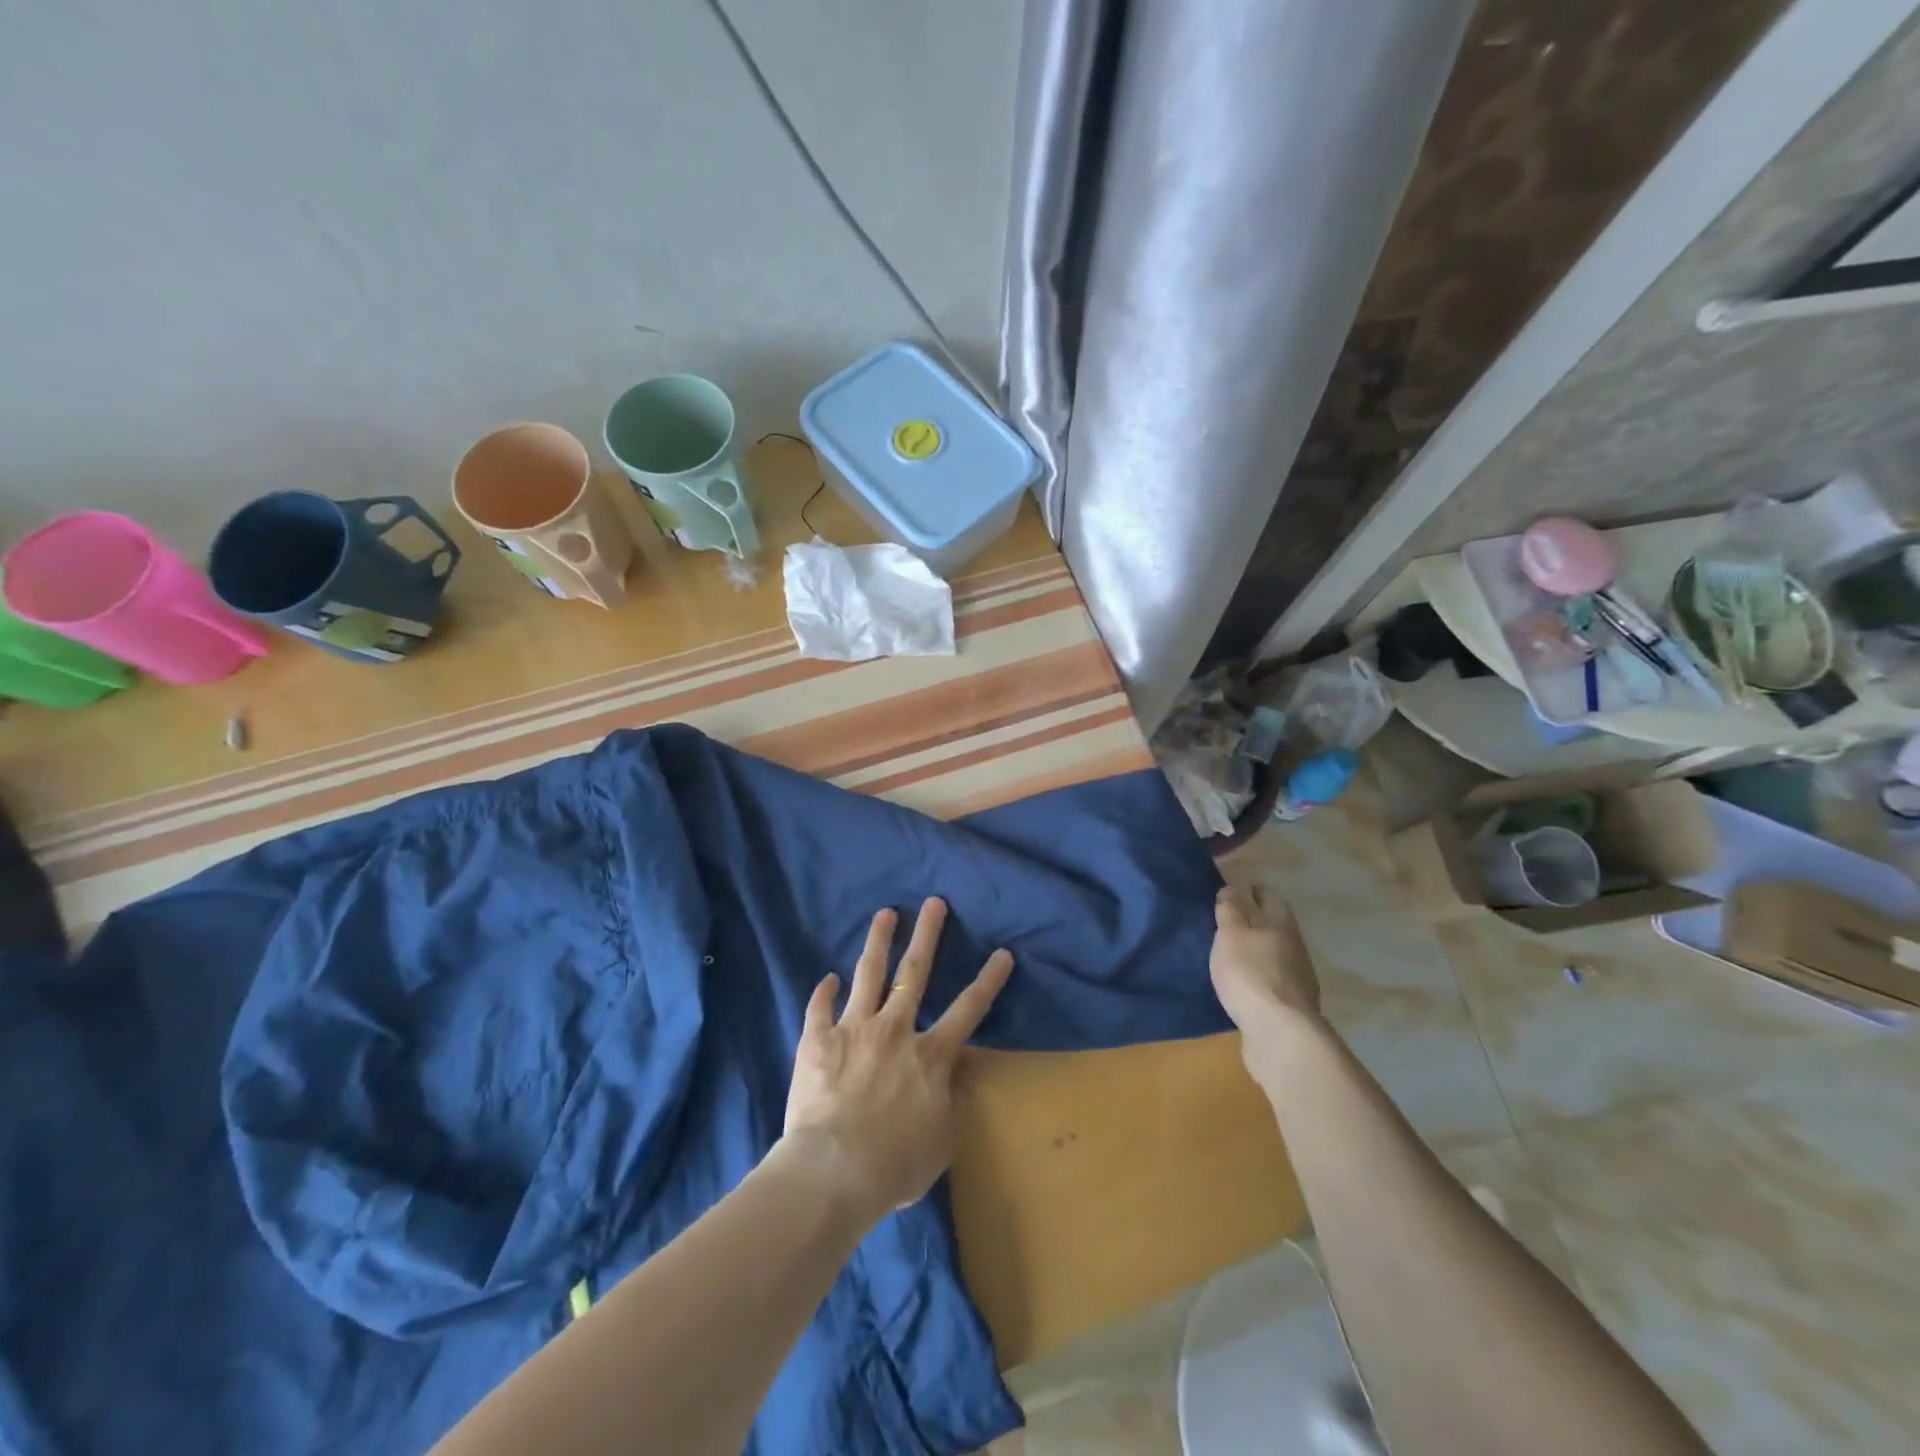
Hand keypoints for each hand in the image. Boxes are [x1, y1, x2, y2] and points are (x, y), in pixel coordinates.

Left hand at [783, 898, 1012, 1223]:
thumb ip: (954, 1098)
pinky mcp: (818, 1040)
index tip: (1002, 952)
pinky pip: (820, 1007)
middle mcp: (895, 1030)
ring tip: (885, 913)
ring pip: (868, 974)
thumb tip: (961, 1068)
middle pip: (915, 973)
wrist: (834, 1171)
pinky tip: (827, 977)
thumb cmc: (895, 1164)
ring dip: (879, 941)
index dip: (988, 980)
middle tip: (933, 902)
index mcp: (930, 1054)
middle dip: (928, 934)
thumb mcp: (943, 1140)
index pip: (968, 1009)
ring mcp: (854, 1029)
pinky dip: (824, 991)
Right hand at [1210, 886, 1320, 1050]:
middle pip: (1276, 924)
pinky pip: (1273, 980)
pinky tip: (1245, 984)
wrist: (1280, 1033)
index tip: (1233, 889)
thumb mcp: (1231, 934)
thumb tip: (1234, 886)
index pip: (1270, 895)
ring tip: (1232, 953)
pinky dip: (1260, 975)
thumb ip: (1231, 909)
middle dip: (1255, 919)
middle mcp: (1295, 946)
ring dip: (1257, 949)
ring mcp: (1298, 978)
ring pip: (1275, 953)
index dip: (1252, 889)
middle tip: (1227, 920)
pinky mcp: (1292, 1005)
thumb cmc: (1251, 973)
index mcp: (1281, 924)